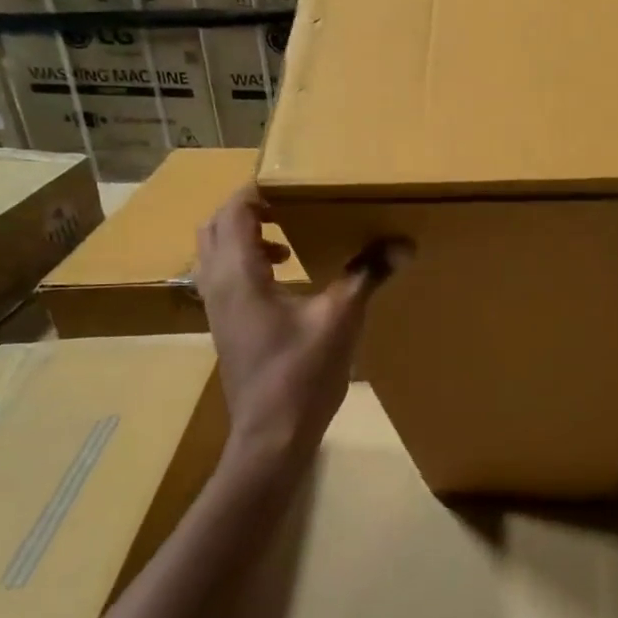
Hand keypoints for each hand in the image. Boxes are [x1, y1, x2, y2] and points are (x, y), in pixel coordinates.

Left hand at [194, 184, 408, 465]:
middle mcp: (218, 286)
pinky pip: (224, 277)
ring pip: (214, 254)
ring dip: (244, 235)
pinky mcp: (226, 328)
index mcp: (239, 276)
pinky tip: (287, 279)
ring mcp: (217, 309)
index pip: (233, 212)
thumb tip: (402, 243)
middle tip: (289, 204)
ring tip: (287, 238)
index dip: (258, 190)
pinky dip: (247, 262)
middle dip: (247, 209)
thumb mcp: (341, 319)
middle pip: (214, 228)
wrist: (271, 435)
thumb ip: (366, 275)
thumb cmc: (301, 374)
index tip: (294, 181)